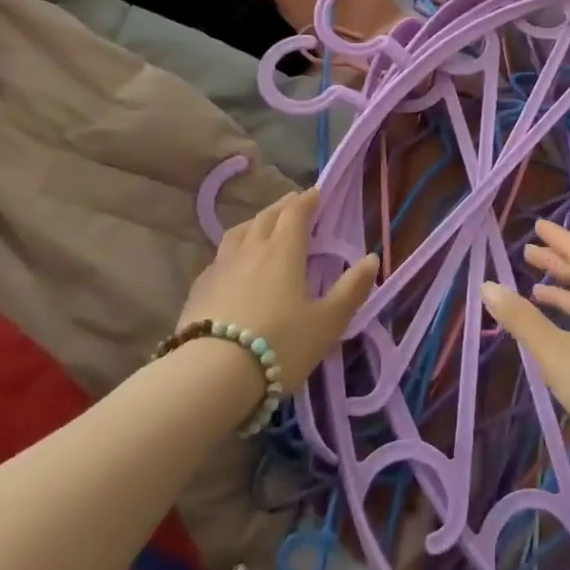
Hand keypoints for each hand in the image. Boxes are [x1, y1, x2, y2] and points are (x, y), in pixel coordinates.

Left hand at [179, 186, 377, 392]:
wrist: (210, 376)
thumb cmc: (278, 345)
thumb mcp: (327, 322)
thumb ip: (351, 289)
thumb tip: (371, 258)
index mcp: (283, 250)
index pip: (295, 213)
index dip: (307, 200)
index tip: (316, 193)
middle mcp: (250, 249)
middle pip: (265, 217)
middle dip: (282, 207)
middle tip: (293, 205)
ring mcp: (219, 268)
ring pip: (238, 233)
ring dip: (254, 224)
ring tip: (262, 228)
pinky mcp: (198, 290)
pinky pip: (219, 258)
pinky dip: (233, 252)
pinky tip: (232, 267)